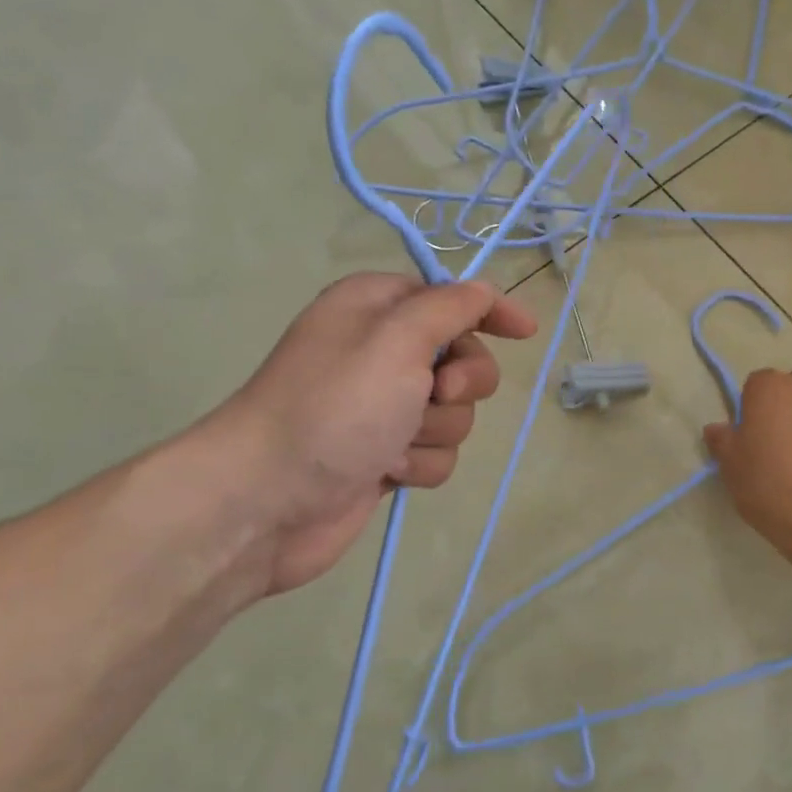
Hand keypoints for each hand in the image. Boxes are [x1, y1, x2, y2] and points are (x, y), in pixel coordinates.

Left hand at [217, 273, 537, 594]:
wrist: (266, 500)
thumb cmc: (333, 407)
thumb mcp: (396, 340)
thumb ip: (448, 308)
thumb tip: (482, 291)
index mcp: (377, 308)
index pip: (451, 297)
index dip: (489, 311)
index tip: (525, 331)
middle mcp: (382, 352)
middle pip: (464, 360)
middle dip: (460, 384)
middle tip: (435, 394)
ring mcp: (384, 407)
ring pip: (455, 413)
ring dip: (436, 431)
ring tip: (394, 444)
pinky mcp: (386, 454)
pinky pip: (437, 452)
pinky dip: (420, 463)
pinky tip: (388, 471)